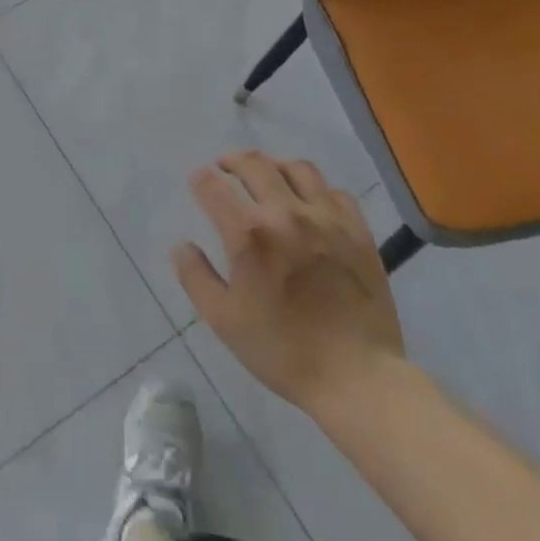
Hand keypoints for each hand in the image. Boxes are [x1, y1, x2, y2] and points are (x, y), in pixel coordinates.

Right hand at [173, 151, 404, 417]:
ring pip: (296, 168)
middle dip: (232, 160)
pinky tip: (311, 204)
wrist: (358, 380)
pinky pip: (335, 192)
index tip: (198, 183)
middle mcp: (285, 213)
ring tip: (268, 178)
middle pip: (254, 163)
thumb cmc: (284, 352)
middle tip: (225, 168)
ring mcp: (326, 218)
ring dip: (274, 166)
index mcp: (249, 233)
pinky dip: (317, 190)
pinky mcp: (357, 231)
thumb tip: (181, 245)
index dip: (200, 180)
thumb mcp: (224, 321)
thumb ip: (196, 277)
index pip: (213, 185)